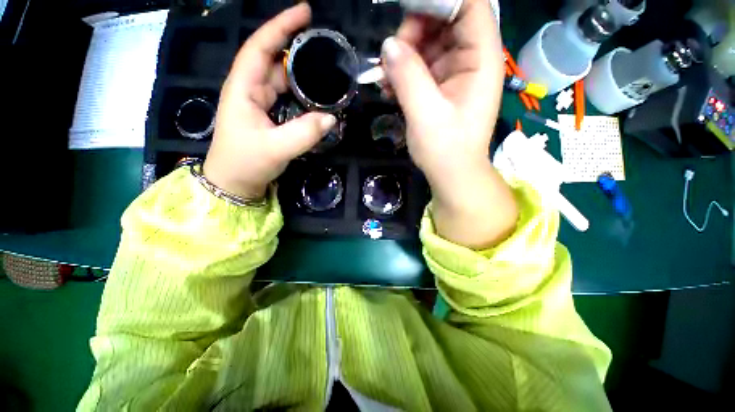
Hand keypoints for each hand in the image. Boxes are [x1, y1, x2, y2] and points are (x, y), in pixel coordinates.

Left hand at [204, 3, 336, 199]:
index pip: (260, 47)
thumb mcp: (276, 148)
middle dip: (295, 46)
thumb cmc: (246, 163)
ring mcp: (259, 103)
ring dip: (300, 72)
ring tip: (324, 67)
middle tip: (323, 44)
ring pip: (280, 79)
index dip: (281, 27)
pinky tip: (314, 94)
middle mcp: (250, 90)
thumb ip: (304, 133)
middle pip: (273, 60)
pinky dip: (300, 92)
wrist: (235, 183)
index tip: (305, 12)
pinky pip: (285, 97)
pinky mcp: (267, 116)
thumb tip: (331, 118)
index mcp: (243, 88)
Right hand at [383, 0, 517, 247]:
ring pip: (430, 43)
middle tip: (392, 57)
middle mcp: (472, 58)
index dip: (438, 1)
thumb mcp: (426, 113)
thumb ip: (408, 75)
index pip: (469, 5)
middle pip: (446, 19)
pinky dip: (405, 72)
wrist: (451, 174)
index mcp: (481, 58)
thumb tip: (389, 45)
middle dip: (415, 31)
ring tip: (387, 78)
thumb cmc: (445, 148)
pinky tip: (390, 88)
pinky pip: (422, 66)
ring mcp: (456, 72)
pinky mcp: (441, 87)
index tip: (406, 14)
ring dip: (405, 55)